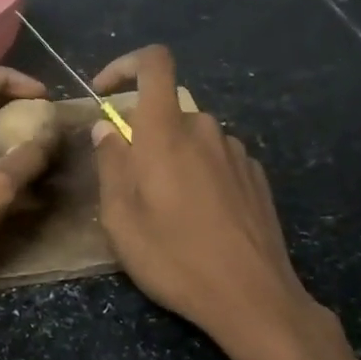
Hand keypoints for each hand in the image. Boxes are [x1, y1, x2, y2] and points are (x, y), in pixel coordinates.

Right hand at [92, 45, 340, 359]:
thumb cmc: (174, 258)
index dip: (125, 65)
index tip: (104, 94)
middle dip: (144, 136)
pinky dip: (200, 174)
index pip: (154, 63)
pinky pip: (217, 159)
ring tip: (167, 210)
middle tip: (132, 185)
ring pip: (193, 138)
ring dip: (173, 159)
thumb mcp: (121, 219)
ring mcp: (236, 152)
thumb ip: (110, 165)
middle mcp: (206, 129)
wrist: (251, 296)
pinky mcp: (256, 176)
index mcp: (167, 132)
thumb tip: (106, 130)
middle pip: (168, 110)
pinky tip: (201, 219)